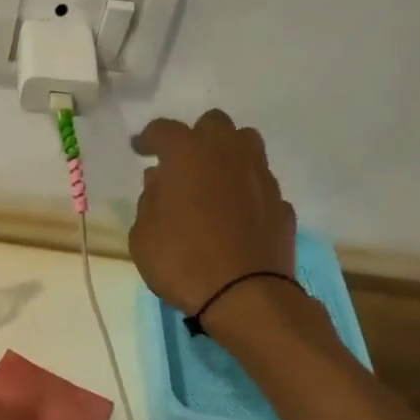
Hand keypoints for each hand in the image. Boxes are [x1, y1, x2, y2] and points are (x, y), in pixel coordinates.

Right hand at [130, 110, 296, 313]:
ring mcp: (260, 177)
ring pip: (245, 144)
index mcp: (188, 156)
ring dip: (226, 154)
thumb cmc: (181, 262)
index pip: (164, 130)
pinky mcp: (280, 202)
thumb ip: (149, 201)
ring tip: (211, 181)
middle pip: (214, 124)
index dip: (148, 138)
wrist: (243, 295)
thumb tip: (159, 181)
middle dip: (195, 137)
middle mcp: (228, 154)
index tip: (139, 149)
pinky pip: (259, 183)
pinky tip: (234, 215)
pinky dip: (244, 191)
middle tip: (180, 164)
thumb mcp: (143, 236)